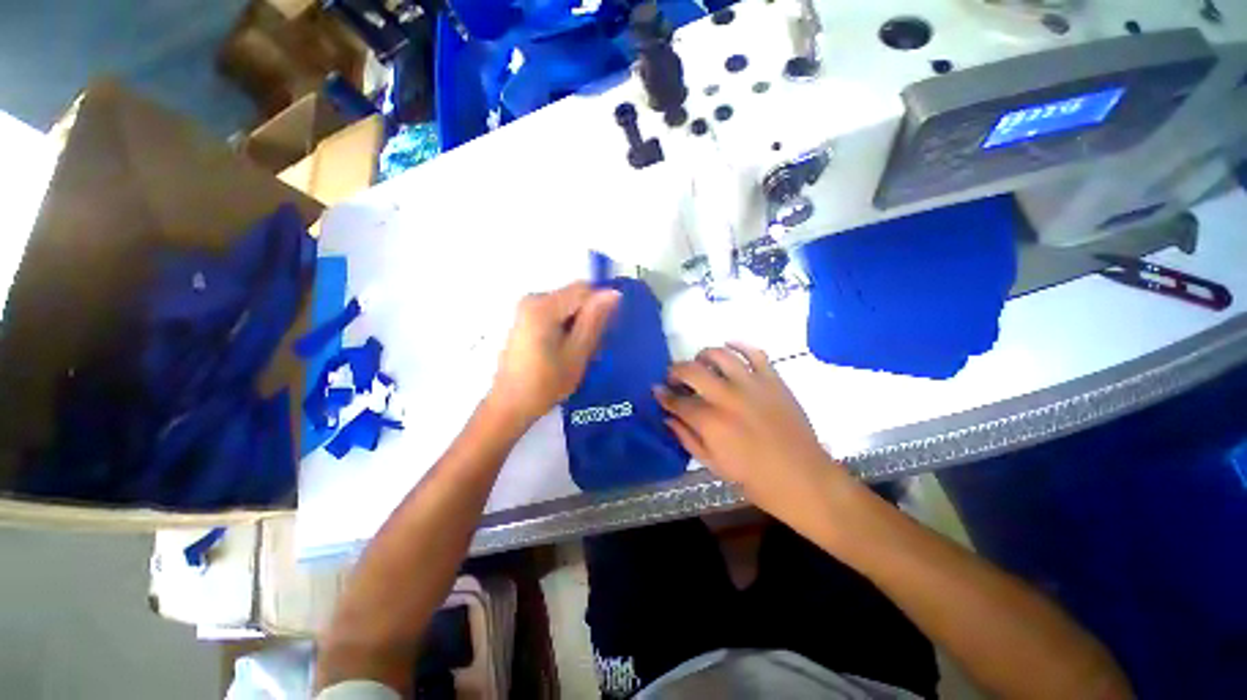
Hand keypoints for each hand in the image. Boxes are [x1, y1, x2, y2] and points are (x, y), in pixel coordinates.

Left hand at [490, 282, 620, 425]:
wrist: (510, 405)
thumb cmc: (545, 383)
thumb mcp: (577, 353)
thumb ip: (594, 321)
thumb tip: (614, 293)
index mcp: (543, 307)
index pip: (584, 291)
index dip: (600, 308)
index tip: (602, 335)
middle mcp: (532, 300)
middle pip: (575, 297)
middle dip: (588, 318)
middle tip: (590, 349)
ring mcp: (526, 309)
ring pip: (568, 306)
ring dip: (578, 325)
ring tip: (576, 354)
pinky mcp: (525, 319)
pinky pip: (556, 313)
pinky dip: (566, 328)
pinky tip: (564, 351)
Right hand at [655, 343, 846, 522]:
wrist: (802, 478)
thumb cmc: (753, 478)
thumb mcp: (713, 464)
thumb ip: (687, 438)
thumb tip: (668, 418)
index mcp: (710, 422)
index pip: (677, 400)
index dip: (662, 395)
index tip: (656, 390)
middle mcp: (727, 397)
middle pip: (692, 370)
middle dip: (675, 371)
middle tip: (674, 378)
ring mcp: (752, 384)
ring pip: (719, 354)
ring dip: (703, 355)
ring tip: (700, 363)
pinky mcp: (773, 379)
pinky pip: (754, 352)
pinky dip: (739, 345)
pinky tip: (729, 347)